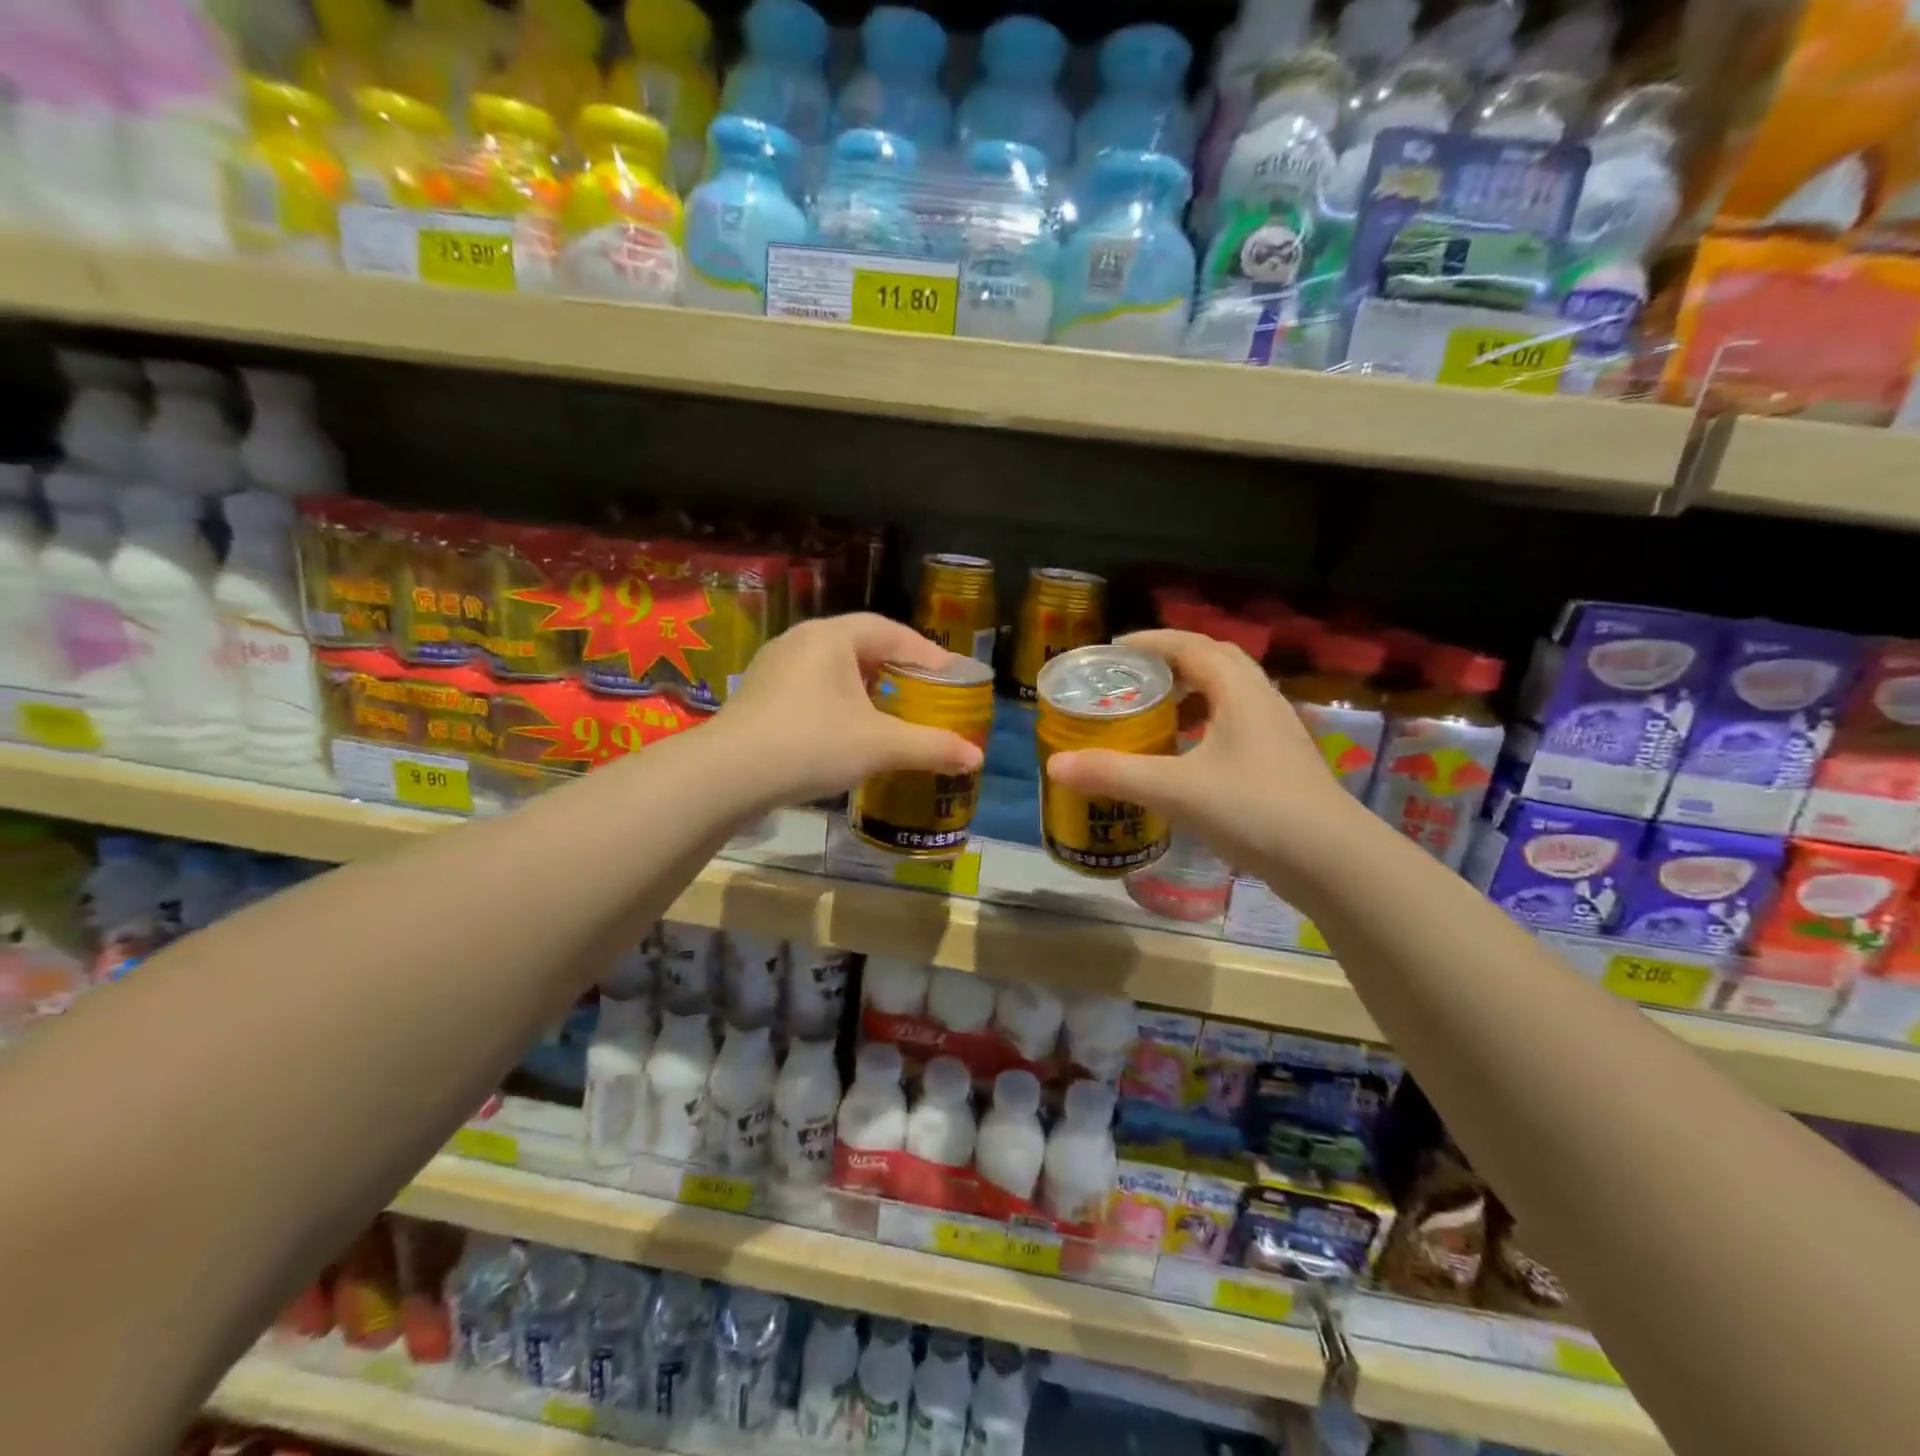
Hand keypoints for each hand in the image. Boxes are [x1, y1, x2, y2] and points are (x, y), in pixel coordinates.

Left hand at [714, 613, 985, 805]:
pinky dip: (840, 700)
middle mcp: (802, 640)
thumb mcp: (879, 746)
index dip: (927, 653)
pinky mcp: (760, 693)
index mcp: (832, 637)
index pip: (892, 632)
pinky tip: (848, 727)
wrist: (727, 775)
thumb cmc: (811, 744)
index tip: (952, 677)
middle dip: (897, 667)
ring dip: (867, 684)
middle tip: (924, 692)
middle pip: (862, 644)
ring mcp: (775, 666)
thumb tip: (976, 758)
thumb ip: (931, 747)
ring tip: (891, 709)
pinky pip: (812, 685)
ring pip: (835, 666)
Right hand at [1045, 629, 1369, 884]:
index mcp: (1238, 690)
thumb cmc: (1254, 809)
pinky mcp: (1280, 763)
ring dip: (1190, 696)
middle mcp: (1261, 701)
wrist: (1332, 861)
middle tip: (1131, 681)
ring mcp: (1276, 733)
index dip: (1150, 641)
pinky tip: (1185, 760)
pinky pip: (1236, 726)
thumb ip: (1114, 774)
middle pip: (1213, 663)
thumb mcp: (1176, 789)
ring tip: (1153, 716)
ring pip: (1228, 696)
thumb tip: (1056, 765)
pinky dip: (1204, 728)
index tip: (1113, 650)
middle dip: (1170, 664)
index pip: (1191, 645)